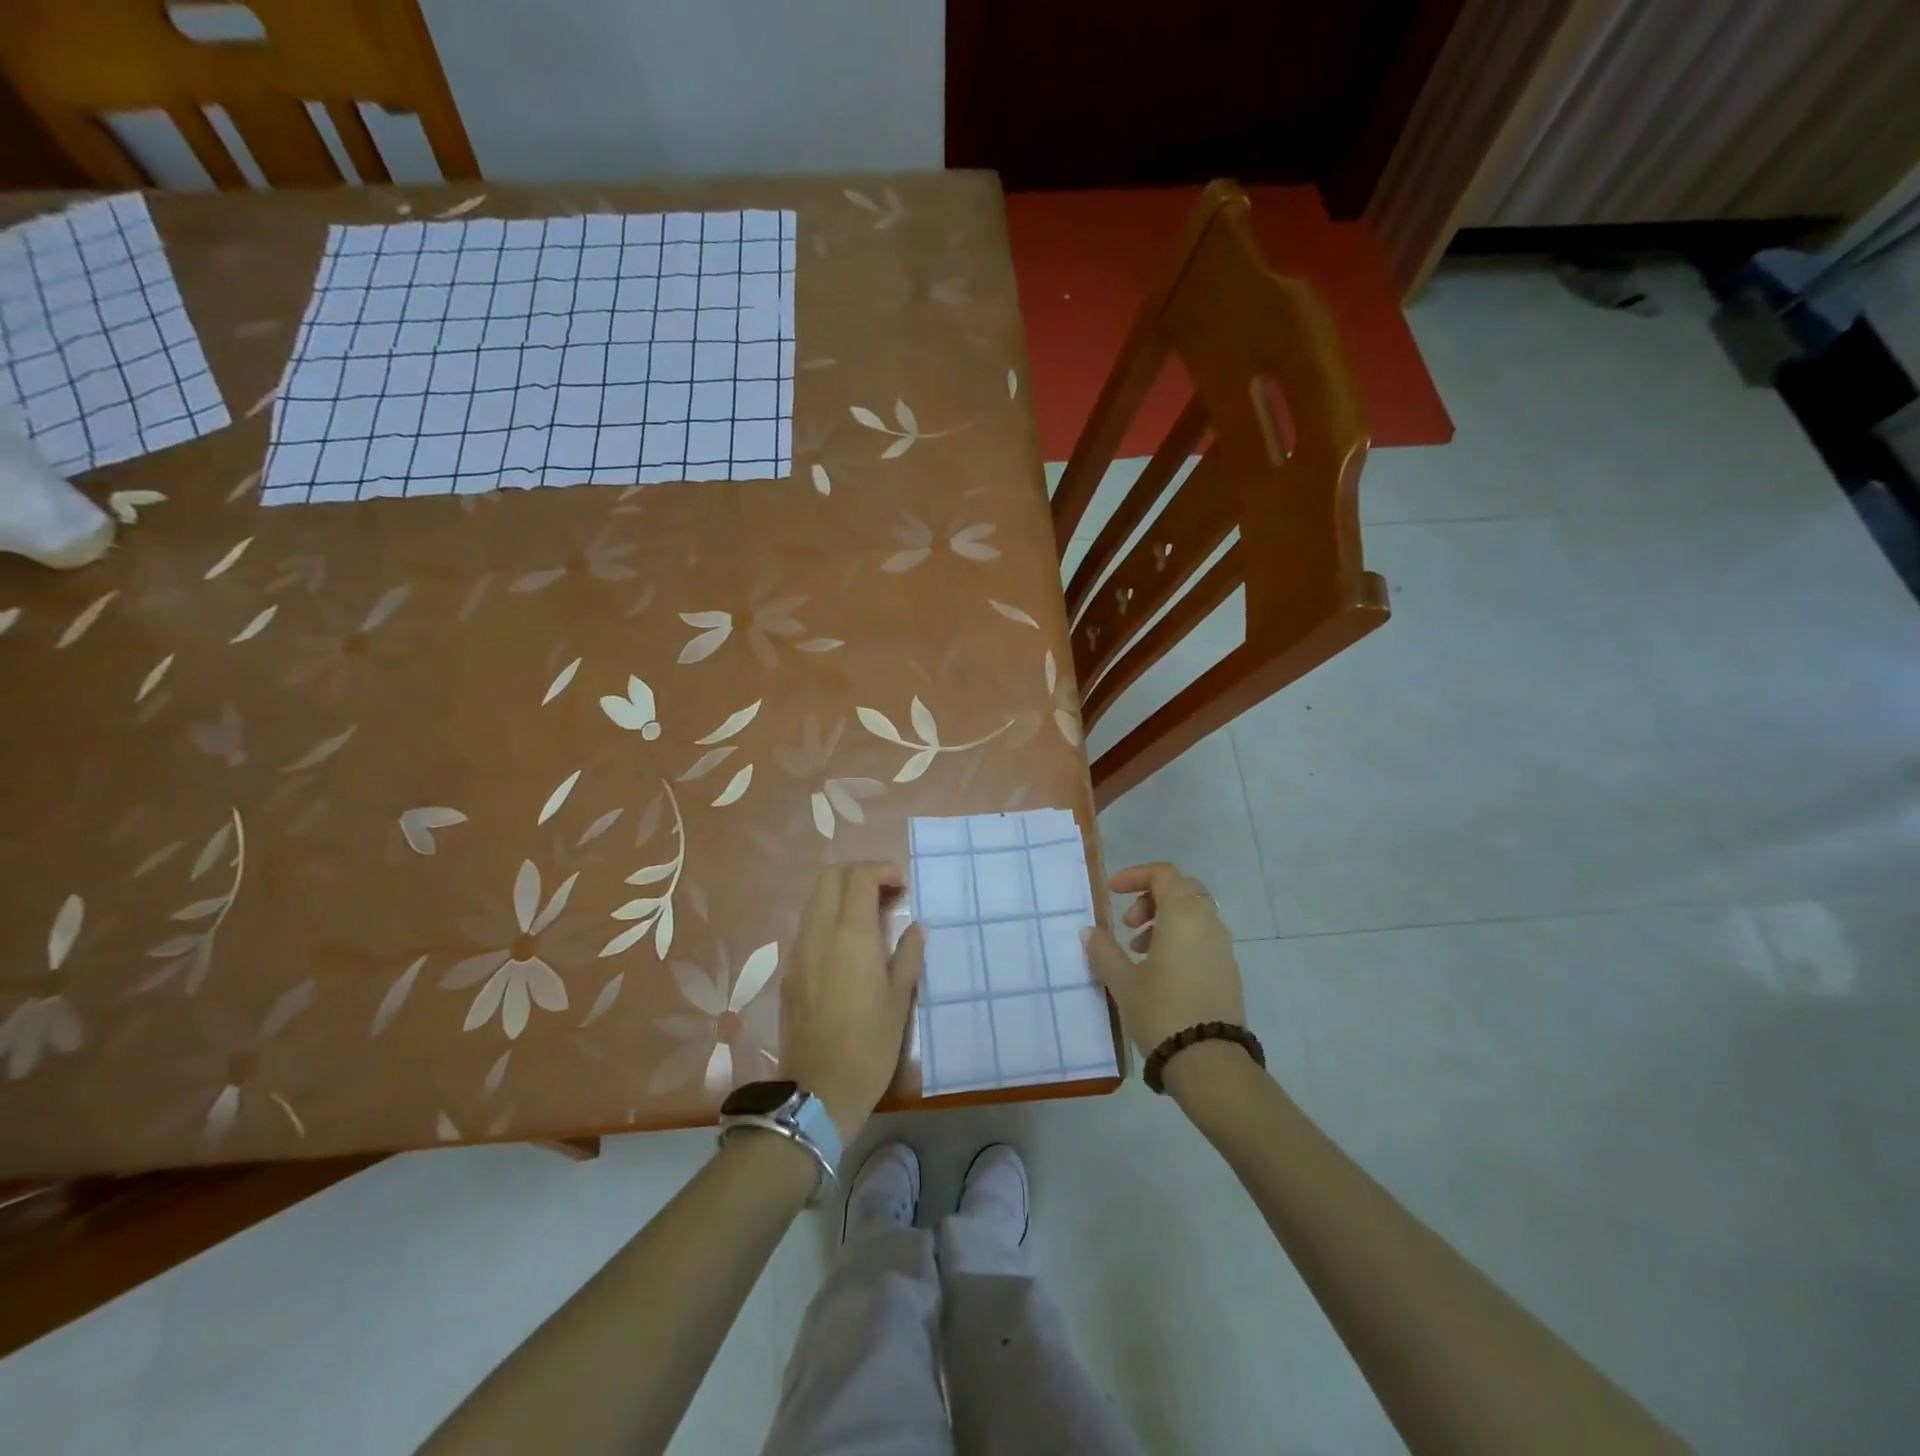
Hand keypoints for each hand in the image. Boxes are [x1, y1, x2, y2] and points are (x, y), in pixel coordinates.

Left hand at [778, 863, 924, 1142]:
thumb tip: (914, 927)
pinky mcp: (790, 971)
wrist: (818, 1091)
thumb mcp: (899, 998)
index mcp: (850, 934)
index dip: (882, 870)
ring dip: (841, 894)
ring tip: (870, 918)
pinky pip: (808, 926)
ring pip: (815, 899)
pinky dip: (829, 918)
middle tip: (885, 894)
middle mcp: (819, 933)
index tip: (902, 886)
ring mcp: (799, 951)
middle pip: (829, 877)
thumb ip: (908, 954)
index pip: (858, 876)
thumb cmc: (870, 1044)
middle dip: (858, 874)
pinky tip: (849, 946)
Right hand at [1083, 862, 1244, 1058]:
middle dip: (1151, 898)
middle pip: (1181, 890)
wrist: (1210, 1063)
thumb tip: (1090, 931)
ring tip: (1138, 952)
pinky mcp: (1228, 972)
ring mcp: (1223, 948)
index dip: (1135, 876)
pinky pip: (1202, 939)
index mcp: (1183, 915)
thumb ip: (1104, 950)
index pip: (1163, 874)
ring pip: (1193, 915)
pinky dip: (1180, 940)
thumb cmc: (1161, 1011)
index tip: (1111, 893)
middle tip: (1127, 924)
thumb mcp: (1123, 981)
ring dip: (1164, 921)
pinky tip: (1159, 972)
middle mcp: (1208, 923)